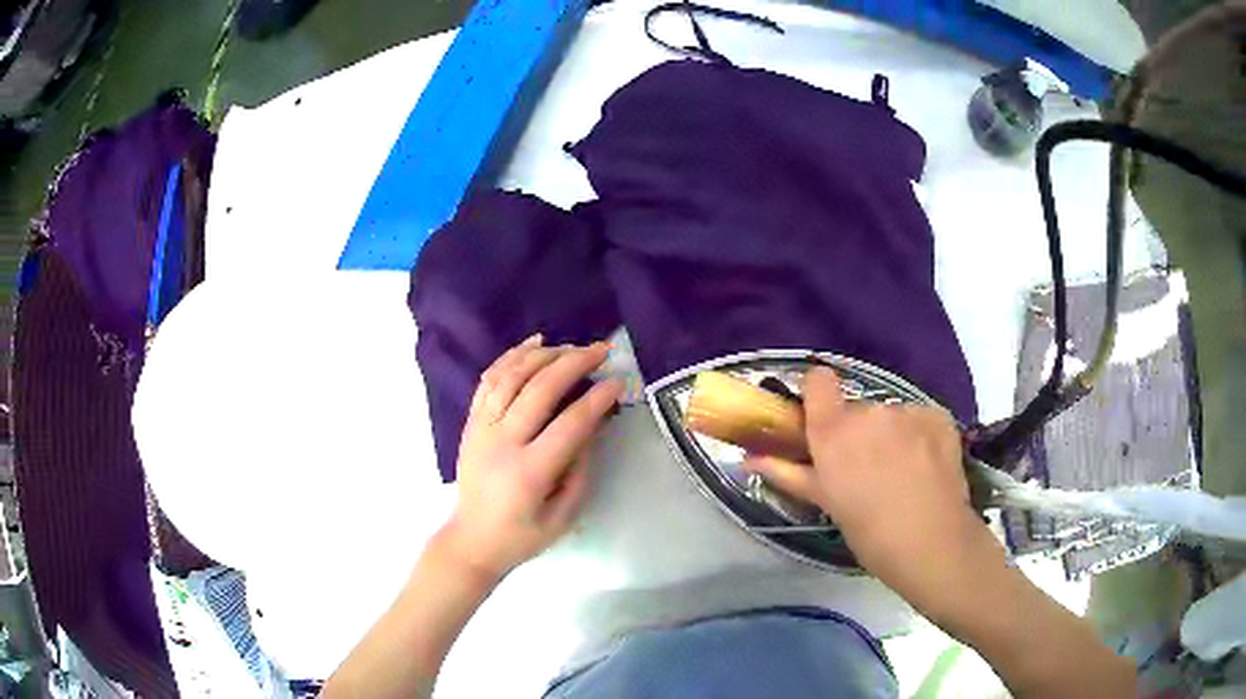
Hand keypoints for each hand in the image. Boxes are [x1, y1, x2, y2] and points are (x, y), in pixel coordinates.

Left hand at [440, 335, 622, 581]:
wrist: (472, 539)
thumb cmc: (523, 535)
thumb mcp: (564, 515)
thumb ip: (581, 469)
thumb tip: (593, 423)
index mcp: (529, 472)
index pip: (569, 424)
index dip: (597, 399)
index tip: (619, 381)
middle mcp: (501, 443)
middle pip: (539, 389)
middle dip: (574, 363)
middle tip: (601, 350)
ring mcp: (481, 428)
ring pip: (511, 376)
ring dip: (544, 355)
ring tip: (572, 346)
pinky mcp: (470, 422)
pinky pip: (489, 380)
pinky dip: (511, 356)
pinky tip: (534, 344)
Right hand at [744, 367, 994, 591]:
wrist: (932, 543)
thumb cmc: (868, 531)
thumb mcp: (825, 502)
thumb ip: (787, 472)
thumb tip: (748, 457)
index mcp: (834, 431)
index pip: (818, 381)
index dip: (818, 397)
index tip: (822, 424)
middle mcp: (869, 411)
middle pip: (857, 409)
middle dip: (858, 432)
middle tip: (867, 470)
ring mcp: (908, 411)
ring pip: (890, 416)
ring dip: (891, 435)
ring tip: (903, 474)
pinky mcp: (937, 416)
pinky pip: (919, 418)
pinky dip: (920, 436)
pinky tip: (926, 466)